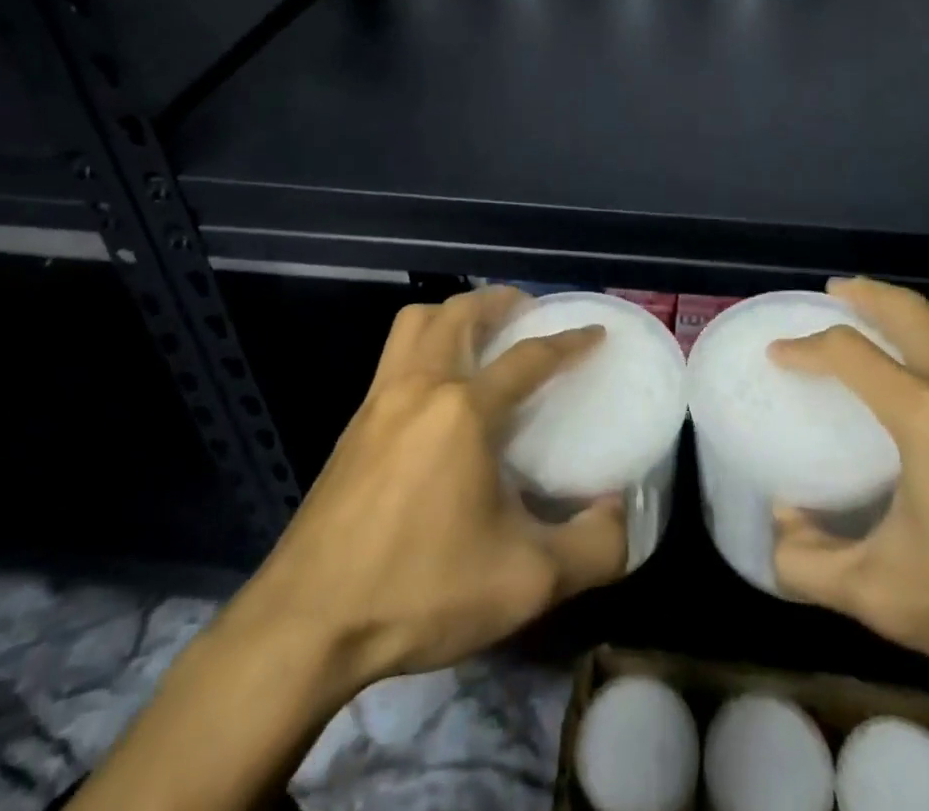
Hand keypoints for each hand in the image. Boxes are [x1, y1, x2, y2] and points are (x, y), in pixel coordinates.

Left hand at [70, 288, 626, 810]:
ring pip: (415, 323)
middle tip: (530, 316)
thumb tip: (622, 514)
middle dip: (500, 302)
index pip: (528, 357)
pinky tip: (438, 393)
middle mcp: (419, 386)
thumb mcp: (525, 582)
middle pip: (460, 312)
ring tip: (481, 338)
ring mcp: (377, 401)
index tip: (595, 331)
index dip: (569, 340)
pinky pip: (393, 357)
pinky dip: (424, 346)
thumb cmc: (420, 591)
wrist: (305, 626)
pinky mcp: (352, 426)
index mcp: (463, 410)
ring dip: (453, 314)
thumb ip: (593, 547)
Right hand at [769, 278, 928, 696]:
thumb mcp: (890, 599)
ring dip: (918, 314)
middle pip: (908, 308)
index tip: (780, 352)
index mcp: (925, 412)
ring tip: (897, 330)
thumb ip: (814, 565)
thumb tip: (777, 530)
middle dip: (864, 293)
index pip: (847, 351)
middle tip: (837, 295)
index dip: (804, 347)